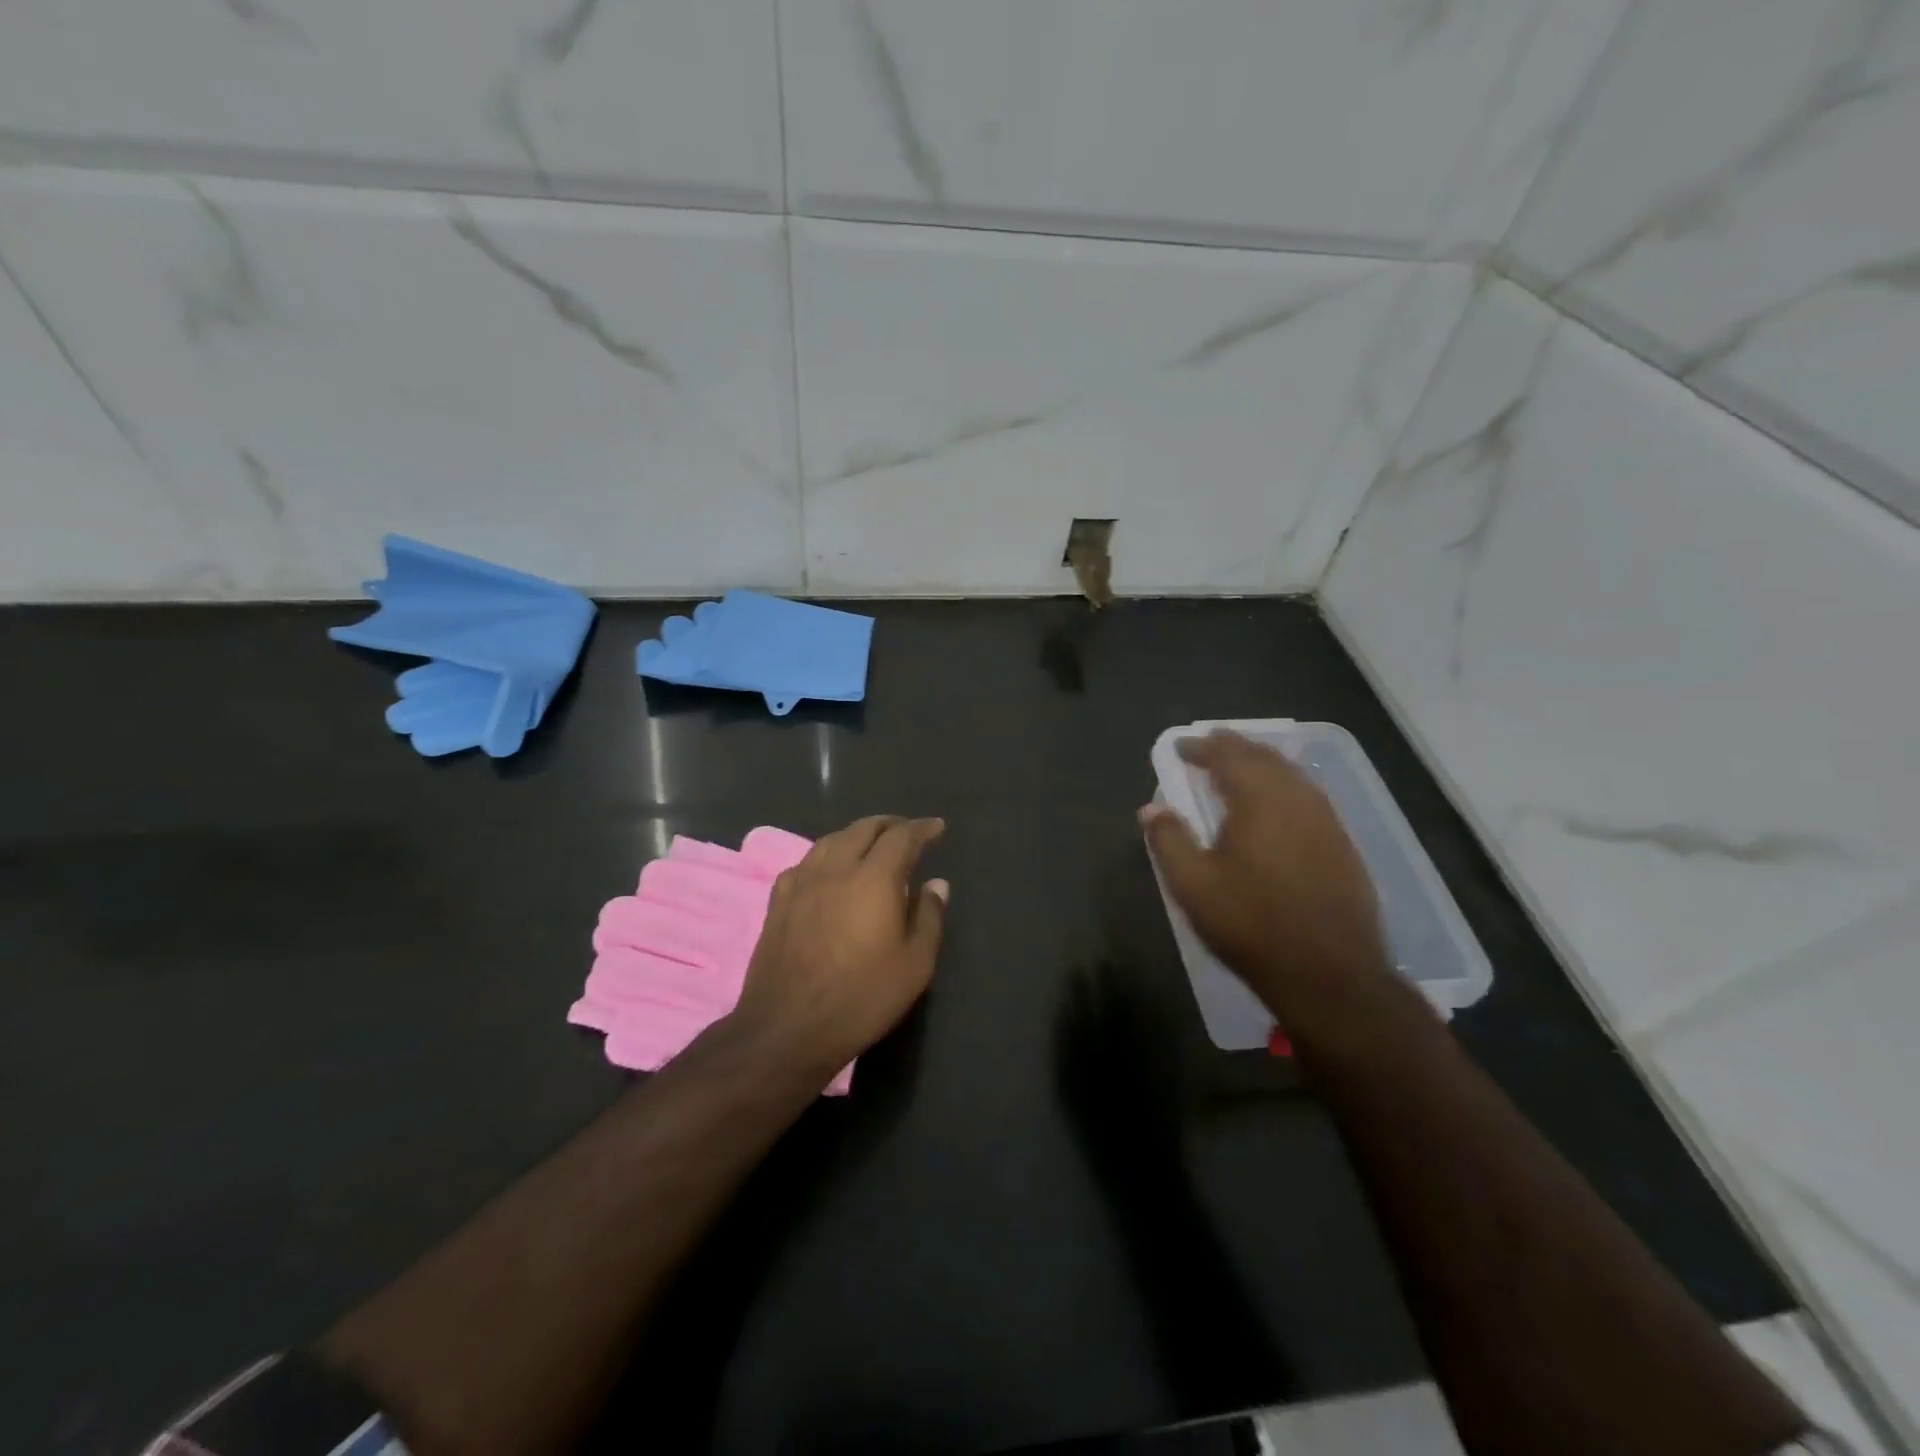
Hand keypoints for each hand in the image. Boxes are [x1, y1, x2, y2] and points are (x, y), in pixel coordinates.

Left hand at [731, 815, 948, 1079]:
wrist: (787, 1028)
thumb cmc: (861, 998)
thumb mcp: (914, 965)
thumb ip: (928, 918)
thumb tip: (936, 884)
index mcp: (874, 879)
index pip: (902, 837)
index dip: (922, 828)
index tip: (937, 827)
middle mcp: (836, 869)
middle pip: (863, 829)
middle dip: (889, 825)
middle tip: (907, 831)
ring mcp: (802, 882)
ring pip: (832, 840)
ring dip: (857, 835)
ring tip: (871, 844)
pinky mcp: (778, 900)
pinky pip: (806, 862)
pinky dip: (826, 855)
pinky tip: (829, 870)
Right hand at [1142, 731, 1388, 1018]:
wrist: (1329, 975)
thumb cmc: (1252, 925)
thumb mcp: (1193, 886)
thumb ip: (1169, 840)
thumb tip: (1151, 808)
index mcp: (1259, 800)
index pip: (1228, 755)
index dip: (1201, 747)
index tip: (1180, 746)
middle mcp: (1297, 799)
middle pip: (1265, 757)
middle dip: (1234, 748)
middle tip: (1209, 748)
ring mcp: (1327, 821)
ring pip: (1292, 775)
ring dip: (1262, 765)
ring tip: (1239, 770)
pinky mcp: (1343, 845)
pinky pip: (1309, 797)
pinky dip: (1284, 787)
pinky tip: (1275, 807)